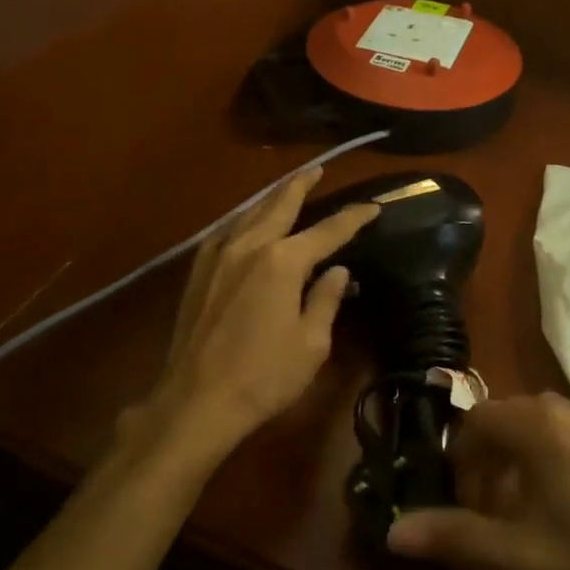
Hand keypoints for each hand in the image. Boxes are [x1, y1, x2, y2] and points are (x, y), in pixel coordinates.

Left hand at [122, 167, 378, 477]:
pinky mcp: (198, 272)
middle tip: (318, 168)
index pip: (328, 231)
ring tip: (286, 188)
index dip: (353, 218)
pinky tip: (246, 224)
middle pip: (280, 204)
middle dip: (302, 184)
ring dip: (271, 197)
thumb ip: (326, 299)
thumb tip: (338, 270)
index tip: (373, 208)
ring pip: (249, 213)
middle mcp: (249, 246)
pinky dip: (243, 220)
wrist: (196, 400)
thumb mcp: (312, 342)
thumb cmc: (264, 376)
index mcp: (283, 261)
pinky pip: (226, 232)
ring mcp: (218, 256)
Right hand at [387, 395, 569, 569]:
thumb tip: (393, 531)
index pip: (475, 420)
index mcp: (539, 425)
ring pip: (547, 429)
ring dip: (525, 462)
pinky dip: (562, 462)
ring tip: (533, 516)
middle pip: (510, 420)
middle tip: (493, 512)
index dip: (459, 459)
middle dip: (490, 461)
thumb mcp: (524, 558)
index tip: (464, 503)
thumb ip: (456, 537)